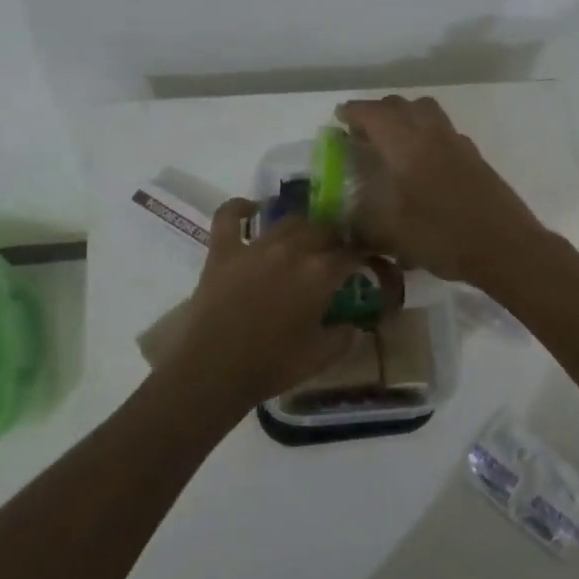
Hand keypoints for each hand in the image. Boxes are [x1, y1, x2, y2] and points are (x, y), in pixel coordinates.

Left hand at [170, 199, 367, 409]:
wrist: (212, 370)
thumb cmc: (271, 366)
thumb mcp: (320, 357)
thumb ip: (344, 337)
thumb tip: (354, 325)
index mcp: (320, 274)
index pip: (351, 254)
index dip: (362, 256)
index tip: (366, 262)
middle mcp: (292, 250)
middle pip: (323, 229)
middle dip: (336, 237)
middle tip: (336, 252)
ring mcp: (256, 246)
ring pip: (288, 220)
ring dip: (303, 225)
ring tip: (305, 236)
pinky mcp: (223, 250)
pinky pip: (230, 216)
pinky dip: (240, 208)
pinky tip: (251, 209)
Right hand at [335, 95, 548, 286]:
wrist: (506, 247)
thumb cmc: (443, 236)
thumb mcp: (391, 235)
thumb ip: (362, 224)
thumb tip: (342, 223)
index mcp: (406, 144)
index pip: (373, 113)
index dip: (353, 113)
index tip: (338, 120)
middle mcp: (431, 133)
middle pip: (400, 105)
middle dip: (376, 113)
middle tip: (360, 134)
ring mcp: (457, 142)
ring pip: (425, 112)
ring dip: (404, 117)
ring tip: (390, 143)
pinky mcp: (474, 156)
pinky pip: (442, 130)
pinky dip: (424, 133)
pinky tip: (421, 163)